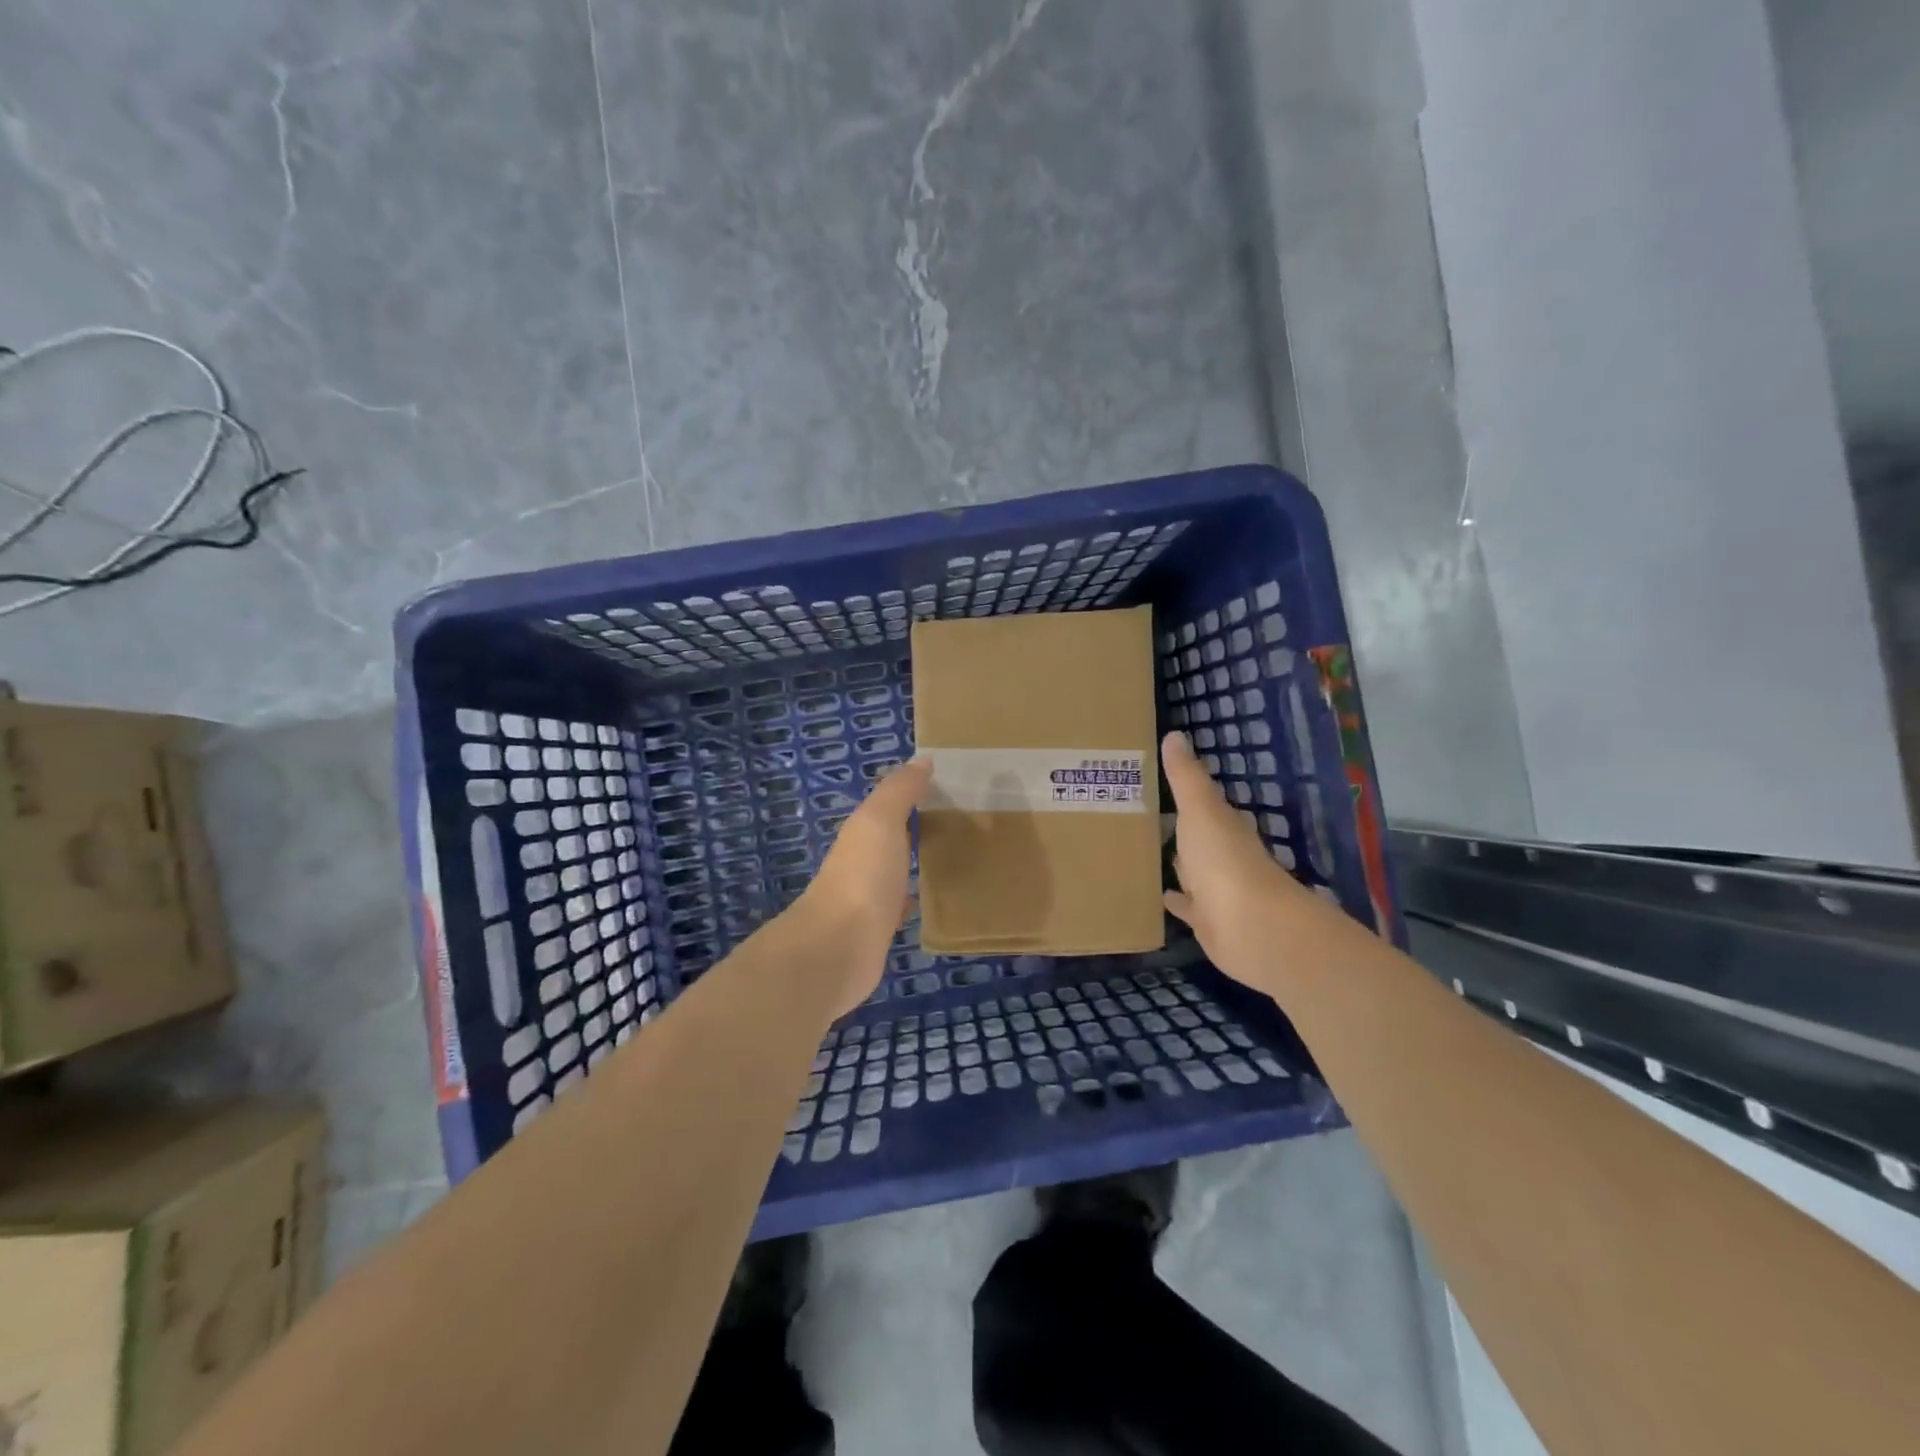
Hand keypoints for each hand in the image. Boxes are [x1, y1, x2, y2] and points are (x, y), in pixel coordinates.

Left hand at [792, 757, 930, 1017]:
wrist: (838, 949)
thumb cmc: (862, 877)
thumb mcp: (880, 821)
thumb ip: (899, 790)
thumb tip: (922, 759)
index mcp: (860, 833)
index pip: (886, 807)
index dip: (911, 795)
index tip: (947, 788)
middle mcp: (860, 861)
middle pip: (889, 838)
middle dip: (914, 829)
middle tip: (958, 821)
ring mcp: (866, 898)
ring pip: (894, 871)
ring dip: (913, 863)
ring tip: (951, 856)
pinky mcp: (876, 931)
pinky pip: (898, 906)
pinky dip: (912, 898)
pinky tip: (931, 899)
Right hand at [1160, 731, 1302, 993]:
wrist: (1251, 926)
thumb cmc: (1224, 860)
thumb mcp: (1200, 810)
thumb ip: (1186, 776)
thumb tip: (1175, 734)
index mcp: (1224, 826)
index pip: (1206, 805)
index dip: (1188, 794)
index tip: (1161, 783)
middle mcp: (1224, 856)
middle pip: (1200, 838)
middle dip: (1180, 829)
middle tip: (1147, 816)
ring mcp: (1218, 890)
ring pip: (1194, 871)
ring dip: (1179, 864)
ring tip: (1147, 853)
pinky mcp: (1208, 922)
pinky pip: (1188, 906)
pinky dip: (1177, 901)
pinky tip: (1161, 896)